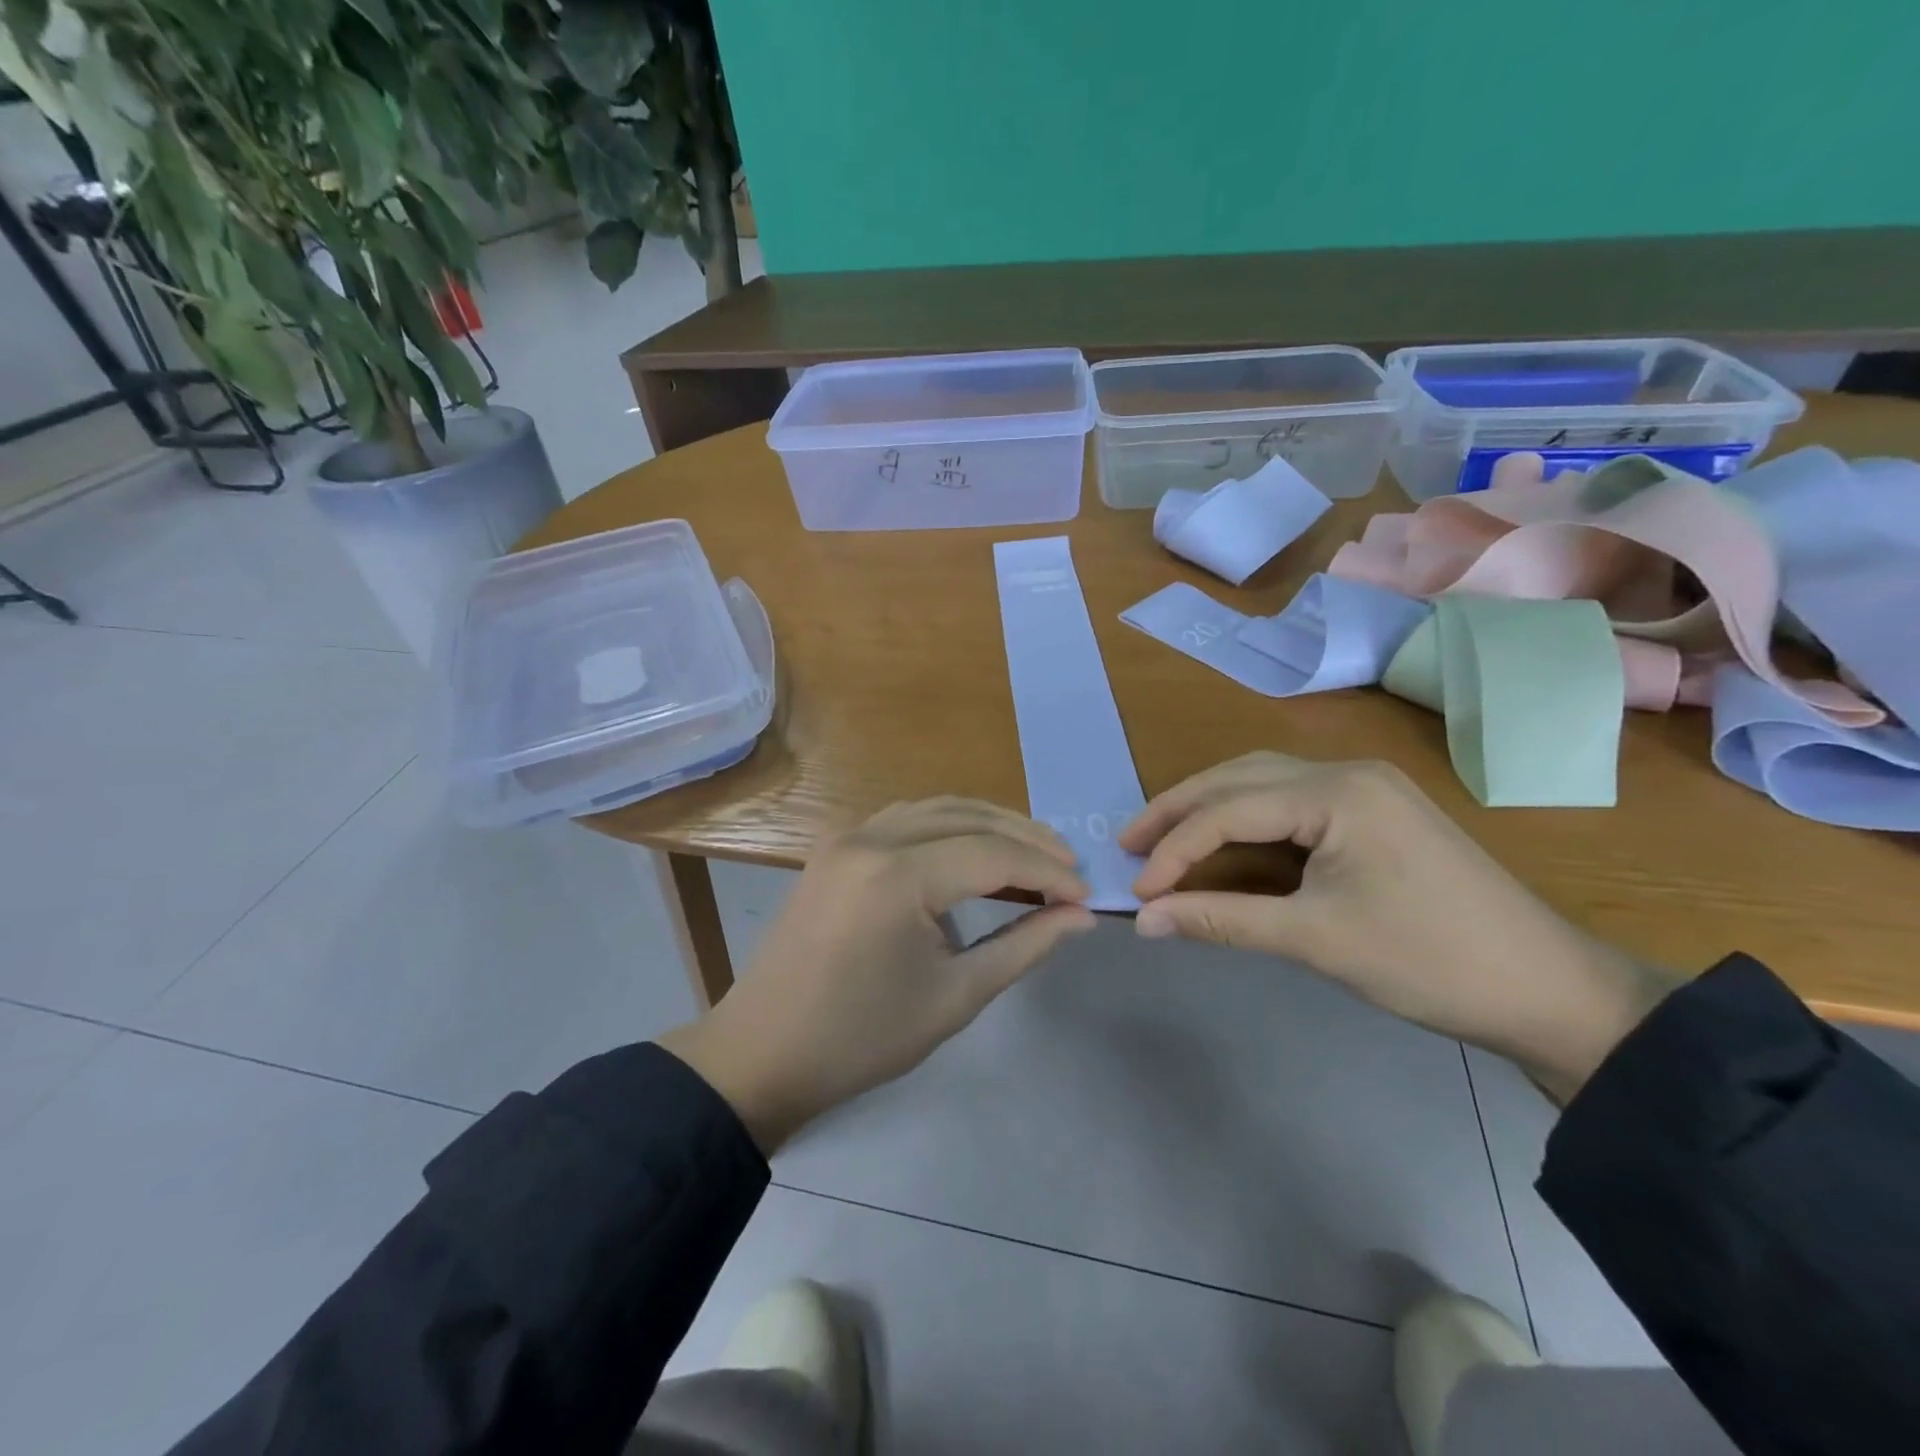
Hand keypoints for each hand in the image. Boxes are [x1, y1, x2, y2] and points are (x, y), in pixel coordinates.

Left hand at [659, 798, 1095, 1151]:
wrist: (764, 1053)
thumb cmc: (862, 1038)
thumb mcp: (955, 997)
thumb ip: (1024, 946)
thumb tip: (1081, 916)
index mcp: (898, 876)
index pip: (993, 855)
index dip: (1047, 871)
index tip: (1086, 895)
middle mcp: (871, 838)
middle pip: (968, 818)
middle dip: (1025, 839)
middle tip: (1069, 867)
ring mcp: (847, 837)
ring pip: (937, 808)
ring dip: (989, 824)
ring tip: (1033, 852)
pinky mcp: (835, 847)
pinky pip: (906, 819)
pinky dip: (949, 825)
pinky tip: (973, 848)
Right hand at [1120, 754, 1677, 1102]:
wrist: (1549, 992)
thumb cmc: (1429, 961)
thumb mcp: (1315, 939)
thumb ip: (1222, 920)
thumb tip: (1144, 922)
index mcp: (1337, 791)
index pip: (1229, 809)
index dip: (1175, 849)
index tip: (1137, 890)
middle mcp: (1346, 772)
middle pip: (1239, 778)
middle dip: (1179, 810)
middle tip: (1129, 843)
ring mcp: (1364, 788)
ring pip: (1262, 784)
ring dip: (1209, 809)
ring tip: (1162, 839)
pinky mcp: (1372, 813)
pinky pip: (1289, 803)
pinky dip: (1245, 821)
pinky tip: (1222, 842)